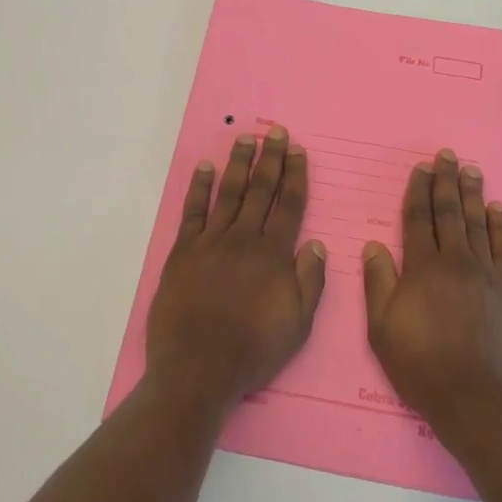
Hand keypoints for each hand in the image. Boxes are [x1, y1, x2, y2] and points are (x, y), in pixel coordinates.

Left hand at [146, 126, 326, 415]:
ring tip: (246, 139)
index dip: (295, 175)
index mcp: (274, 255)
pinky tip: (204, 167)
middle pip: (260, 191)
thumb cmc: (253, 351)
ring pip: (229, 193)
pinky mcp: (183, 252)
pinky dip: (199, 187)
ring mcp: (210, 243)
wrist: (198, 370)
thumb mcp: (298, 325)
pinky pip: (193, 211)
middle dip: (271, 159)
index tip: (298, 151)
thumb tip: (317, 244)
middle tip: (276, 132)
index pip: (288, 205)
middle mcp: (244, 240)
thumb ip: (310, 282)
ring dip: (239, 164)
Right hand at [363, 150, 501, 432]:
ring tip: (470, 169)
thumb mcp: (381, 328)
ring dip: (472, 194)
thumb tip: (374, 246)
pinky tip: (496, 209)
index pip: (418, 219)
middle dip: (445, 182)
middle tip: (446, 155)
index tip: (420, 169)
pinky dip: (499, 226)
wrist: (474, 397)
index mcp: (421, 268)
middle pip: (449, 213)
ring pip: (477, 223)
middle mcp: (454, 262)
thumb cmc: (419, 364)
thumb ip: (378, 282)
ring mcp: (485, 274)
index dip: (418, 192)